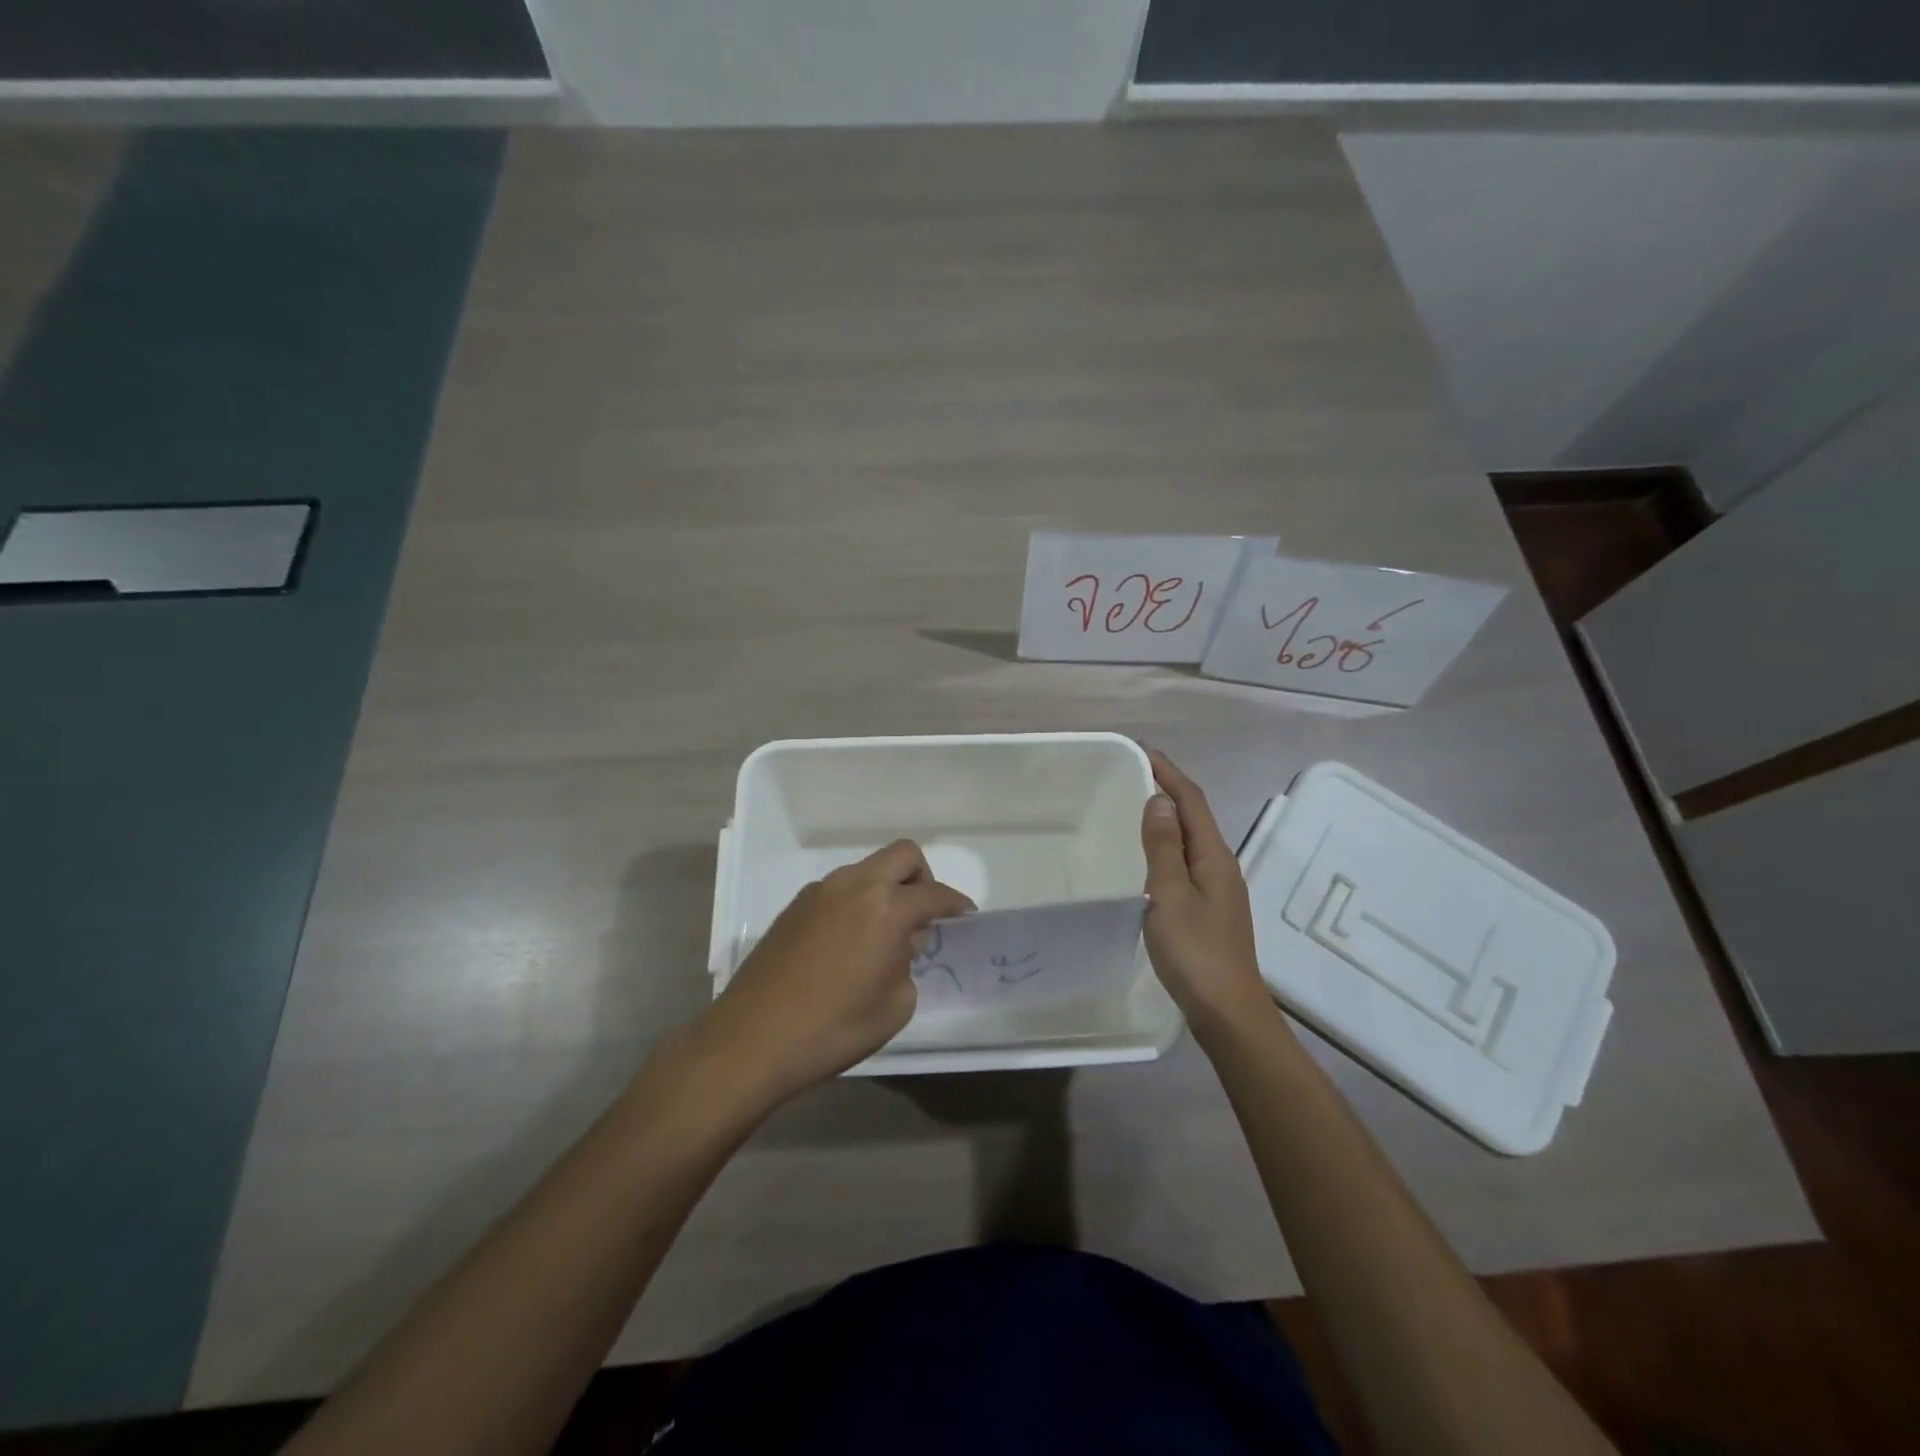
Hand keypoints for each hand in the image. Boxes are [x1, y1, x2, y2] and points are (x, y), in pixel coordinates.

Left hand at [694, 840, 973, 1107]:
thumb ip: (907, 965)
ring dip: (886, 889)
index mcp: (886, 907)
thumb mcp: (895, 1006)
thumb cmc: (833, 1028)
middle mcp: (854, 885)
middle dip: (923, 878)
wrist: (751, 1040)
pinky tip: (848, 944)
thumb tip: (899, 947)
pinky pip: (839, 889)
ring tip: (883, 936)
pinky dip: (856, 902)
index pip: (934, 894)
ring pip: (867, 870)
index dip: (956, 904)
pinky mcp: (794, 906)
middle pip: (903, 855)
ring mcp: (820, 891)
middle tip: (924, 917)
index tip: (966, 916)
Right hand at [1140, 749, 1272, 1036]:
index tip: (1142, 751)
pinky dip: (1169, 847)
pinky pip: (1189, 862)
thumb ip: (1163, 847)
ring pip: (1193, 841)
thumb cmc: (1195, 951)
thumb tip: (1159, 801)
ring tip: (1136, 809)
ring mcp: (1220, 890)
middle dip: (1169, 791)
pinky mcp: (1212, 910)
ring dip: (1169, 819)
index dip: (1169, 773)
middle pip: (1196, 816)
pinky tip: (1151, 859)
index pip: (1192, 801)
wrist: (1227, 1011)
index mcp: (1214, 857)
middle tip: (1133, 776)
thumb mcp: (1169, 895)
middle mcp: (1222, 866)